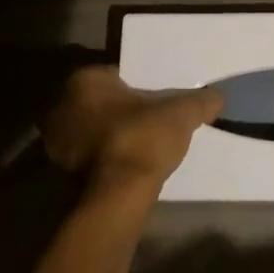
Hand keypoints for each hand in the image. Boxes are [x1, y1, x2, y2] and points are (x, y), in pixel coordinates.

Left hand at [40, 66, 224, 202]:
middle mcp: (61, 106)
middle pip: (102, 103)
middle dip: (123, 109)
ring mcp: (55, 142)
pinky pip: (89, 156)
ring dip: (113, 135)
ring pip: (93, 130)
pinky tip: (129, 164)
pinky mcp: (58, 173)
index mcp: (84, 82)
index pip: (117, 75)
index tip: (159, 96)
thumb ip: (200, 101)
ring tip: (143, 143)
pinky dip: (106, 158)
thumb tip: (218, 96)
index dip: (141, 84)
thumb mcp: (181, 114)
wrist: (115, 198)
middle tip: (152, 118)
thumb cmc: (141, 140)